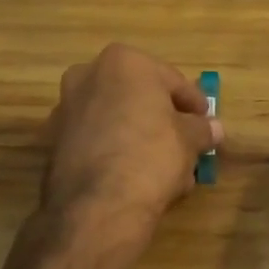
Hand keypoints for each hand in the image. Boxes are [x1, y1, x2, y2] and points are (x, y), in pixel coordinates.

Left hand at [40, 43, 221, 260]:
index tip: (206, 123)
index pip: (171, 80)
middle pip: (139, 98)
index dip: (194, 104)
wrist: (97, 207)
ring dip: (141, 138)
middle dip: (163, 120)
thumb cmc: (151, 154)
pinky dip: (117, 152)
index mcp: (123, 62)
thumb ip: (202, 129)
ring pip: (117, 120)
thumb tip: (214, 129)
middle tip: (187, 144)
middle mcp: (88, 75)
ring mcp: (66, 109)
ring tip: (168, 169)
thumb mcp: (189, 140)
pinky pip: (98, 141)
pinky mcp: (54, 143)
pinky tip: (138, 178)